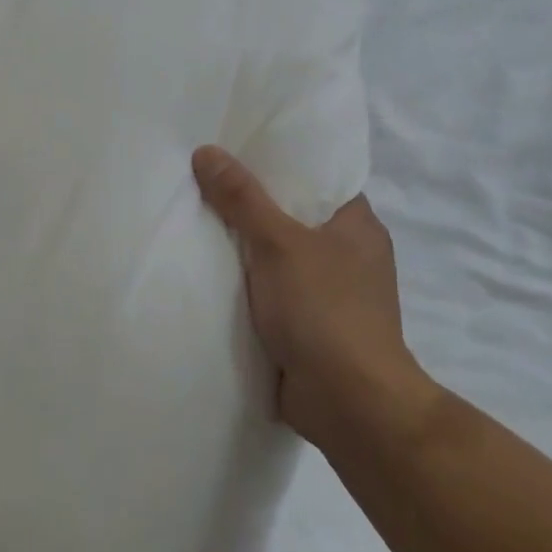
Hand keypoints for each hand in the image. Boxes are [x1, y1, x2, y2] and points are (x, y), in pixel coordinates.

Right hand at [192, 145, 428, 450]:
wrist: (349, 405)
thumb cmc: (324, 310)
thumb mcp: (278, 243)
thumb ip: (242, 197)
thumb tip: (206, 151)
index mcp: (356, 223)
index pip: (315, 175)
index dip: (277, 159)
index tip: (234, 146)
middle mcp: (348, 252)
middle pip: (291, 213)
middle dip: (250, 202)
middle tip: (202, 178)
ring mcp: (330, 292)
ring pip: (278, 254)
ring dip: (244, 247)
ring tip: (195, 217)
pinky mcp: (311, 326)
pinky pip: (271, 291)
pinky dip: (246, 284)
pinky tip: (208, 270)